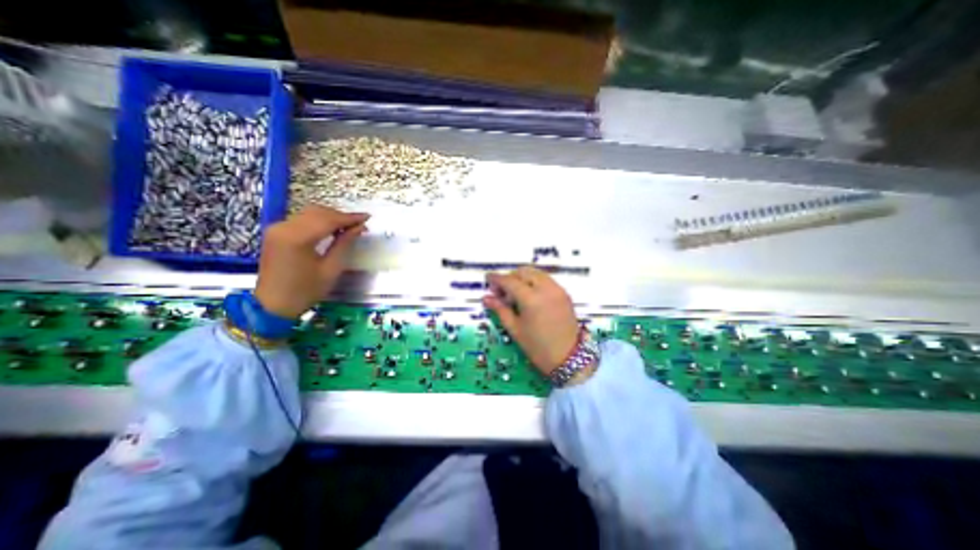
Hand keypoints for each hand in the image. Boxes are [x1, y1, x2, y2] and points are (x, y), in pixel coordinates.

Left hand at [254, 206, 370, 317]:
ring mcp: (277, 228)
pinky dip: (318, 221)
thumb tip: (359, 228)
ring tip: (348, 227)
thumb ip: (344, 244)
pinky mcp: (275, 232)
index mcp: (297, 238)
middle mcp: (284, 227)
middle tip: (359, 224)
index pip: (328, 220)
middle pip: (318, 212)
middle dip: (340, 216)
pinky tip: (331, 229)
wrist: (273, 305)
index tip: (367, 217)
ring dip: (330, 217)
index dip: (350, 218)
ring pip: (309, 213)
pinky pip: (301, 219)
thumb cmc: (305, 291)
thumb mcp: (331, 269)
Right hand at [483, 265, 580, 376]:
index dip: (497, 278)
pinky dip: (535, 281)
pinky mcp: (564, 293)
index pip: (510, 281)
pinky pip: (546, 279)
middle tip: (502, 292)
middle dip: (510, 277)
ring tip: (516, 294)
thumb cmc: (538, 347)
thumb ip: (500, 309)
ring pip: (536, 273)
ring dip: (523, 278)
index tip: (488, 278)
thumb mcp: (515, 329)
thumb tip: (486, 298)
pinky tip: (530, 296)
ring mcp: (557, 289)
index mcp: (531, 299)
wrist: (568, 358)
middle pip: (523, 272)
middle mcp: (545, 288)